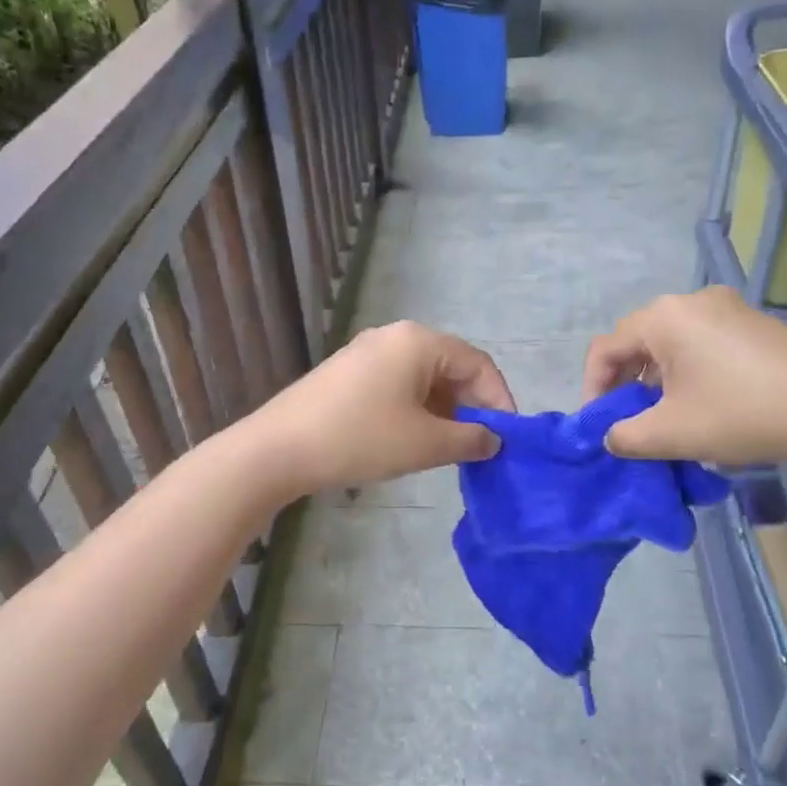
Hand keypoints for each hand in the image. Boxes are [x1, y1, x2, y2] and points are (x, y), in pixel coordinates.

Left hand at [247, 321, 514, 496]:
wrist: (278, 449)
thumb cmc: (361, 439)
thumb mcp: (426, 443)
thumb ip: (470, 439)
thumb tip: (493, 439)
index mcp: (419, 341)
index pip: (478, 364)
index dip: (499, 400)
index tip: (508, 438)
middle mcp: (394, 336)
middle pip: (451, 367)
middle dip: (471, 407)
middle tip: (480, 446)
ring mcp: (366, 352)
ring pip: (423, 378)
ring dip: (444, 411)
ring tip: (449, 449)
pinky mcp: (347, 372)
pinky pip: (397, 384)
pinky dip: (415, 409)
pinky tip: (412, 440)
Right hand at [582, 287, 786, 465]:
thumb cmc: (741, 413)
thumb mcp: (670, 433)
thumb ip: (625, 436)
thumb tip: (612, 435)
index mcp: (662, 318)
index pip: (605, 349)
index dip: (592, 389)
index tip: (599, 426)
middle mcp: (690, 301)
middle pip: (637, 341)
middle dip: (624, 384)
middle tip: (627, 421)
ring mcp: (727, 308)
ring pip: (670, 343)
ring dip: (655, 379)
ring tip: (663, 416)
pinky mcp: (753, 322)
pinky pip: (701, 342)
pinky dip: (687, 371)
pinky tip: (702, 403)